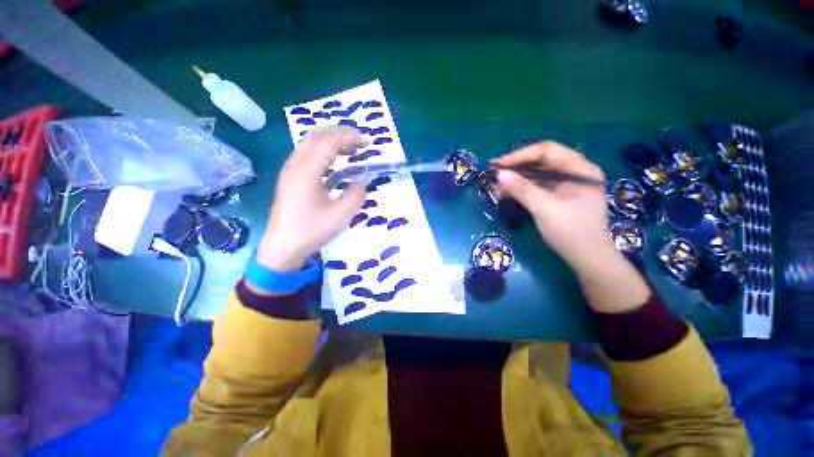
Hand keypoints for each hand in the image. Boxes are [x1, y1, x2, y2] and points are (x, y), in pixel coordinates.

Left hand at [257, 127, 367, 271]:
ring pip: (309, 144)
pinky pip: (307, 155)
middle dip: (340, 133)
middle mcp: (295, 165)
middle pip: (316, 136)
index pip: (328, 142)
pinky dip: (323, 151)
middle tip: (360, 141)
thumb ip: (356, 194)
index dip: (349, 137)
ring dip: (331, 141)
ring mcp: (290, 171)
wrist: (283, 247)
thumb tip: (364, 178)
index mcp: (306, 171)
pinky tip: (334, 163)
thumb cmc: (312, 231)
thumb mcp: (341, 215)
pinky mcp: (290, 178)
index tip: (367, 142)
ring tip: (350, 149)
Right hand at [495, 141, 650, 312]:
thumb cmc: (570, 231)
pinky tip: (508, 193)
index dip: (521, 155)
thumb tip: (499, 174)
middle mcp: (575, 171)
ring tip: (497, 187)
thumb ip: (522, 189)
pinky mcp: (560, 196)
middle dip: (517, 167)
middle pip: (542, 161)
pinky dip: (522, 189)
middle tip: (495, 175)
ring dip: (517, 179)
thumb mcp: (544, 208)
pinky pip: (538, 186)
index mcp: (580, 168)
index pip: (547, 150)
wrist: (586, 259)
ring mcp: (568, 184)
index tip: (499, 166)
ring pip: (538, 174)